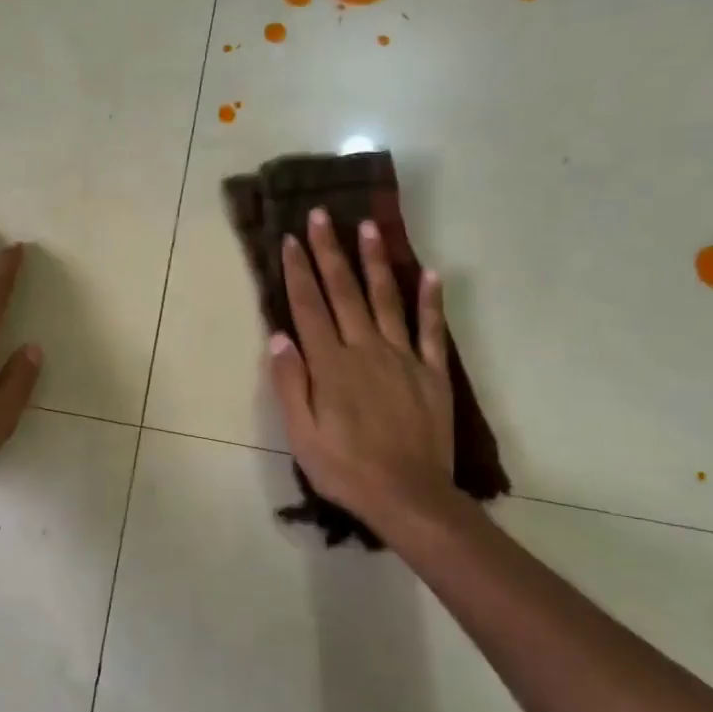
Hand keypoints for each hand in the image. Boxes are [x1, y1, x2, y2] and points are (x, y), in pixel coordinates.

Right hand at [267, 208, 459, 528]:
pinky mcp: (432, 373)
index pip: (309, 307)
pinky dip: (431, 301)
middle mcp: (366, 350)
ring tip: (369, 227)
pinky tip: (431, 274)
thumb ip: (291, 382)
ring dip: (376, 262)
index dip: (298, 271)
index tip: (289, 239)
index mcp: (331, 365)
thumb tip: (280, 336)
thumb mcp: (301, 433)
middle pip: (344, 292)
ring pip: (387, 299)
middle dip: (330, 251)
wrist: (408, 496)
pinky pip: (431, 330)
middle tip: (322, 216)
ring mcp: (403, 358)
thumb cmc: (344, 468)